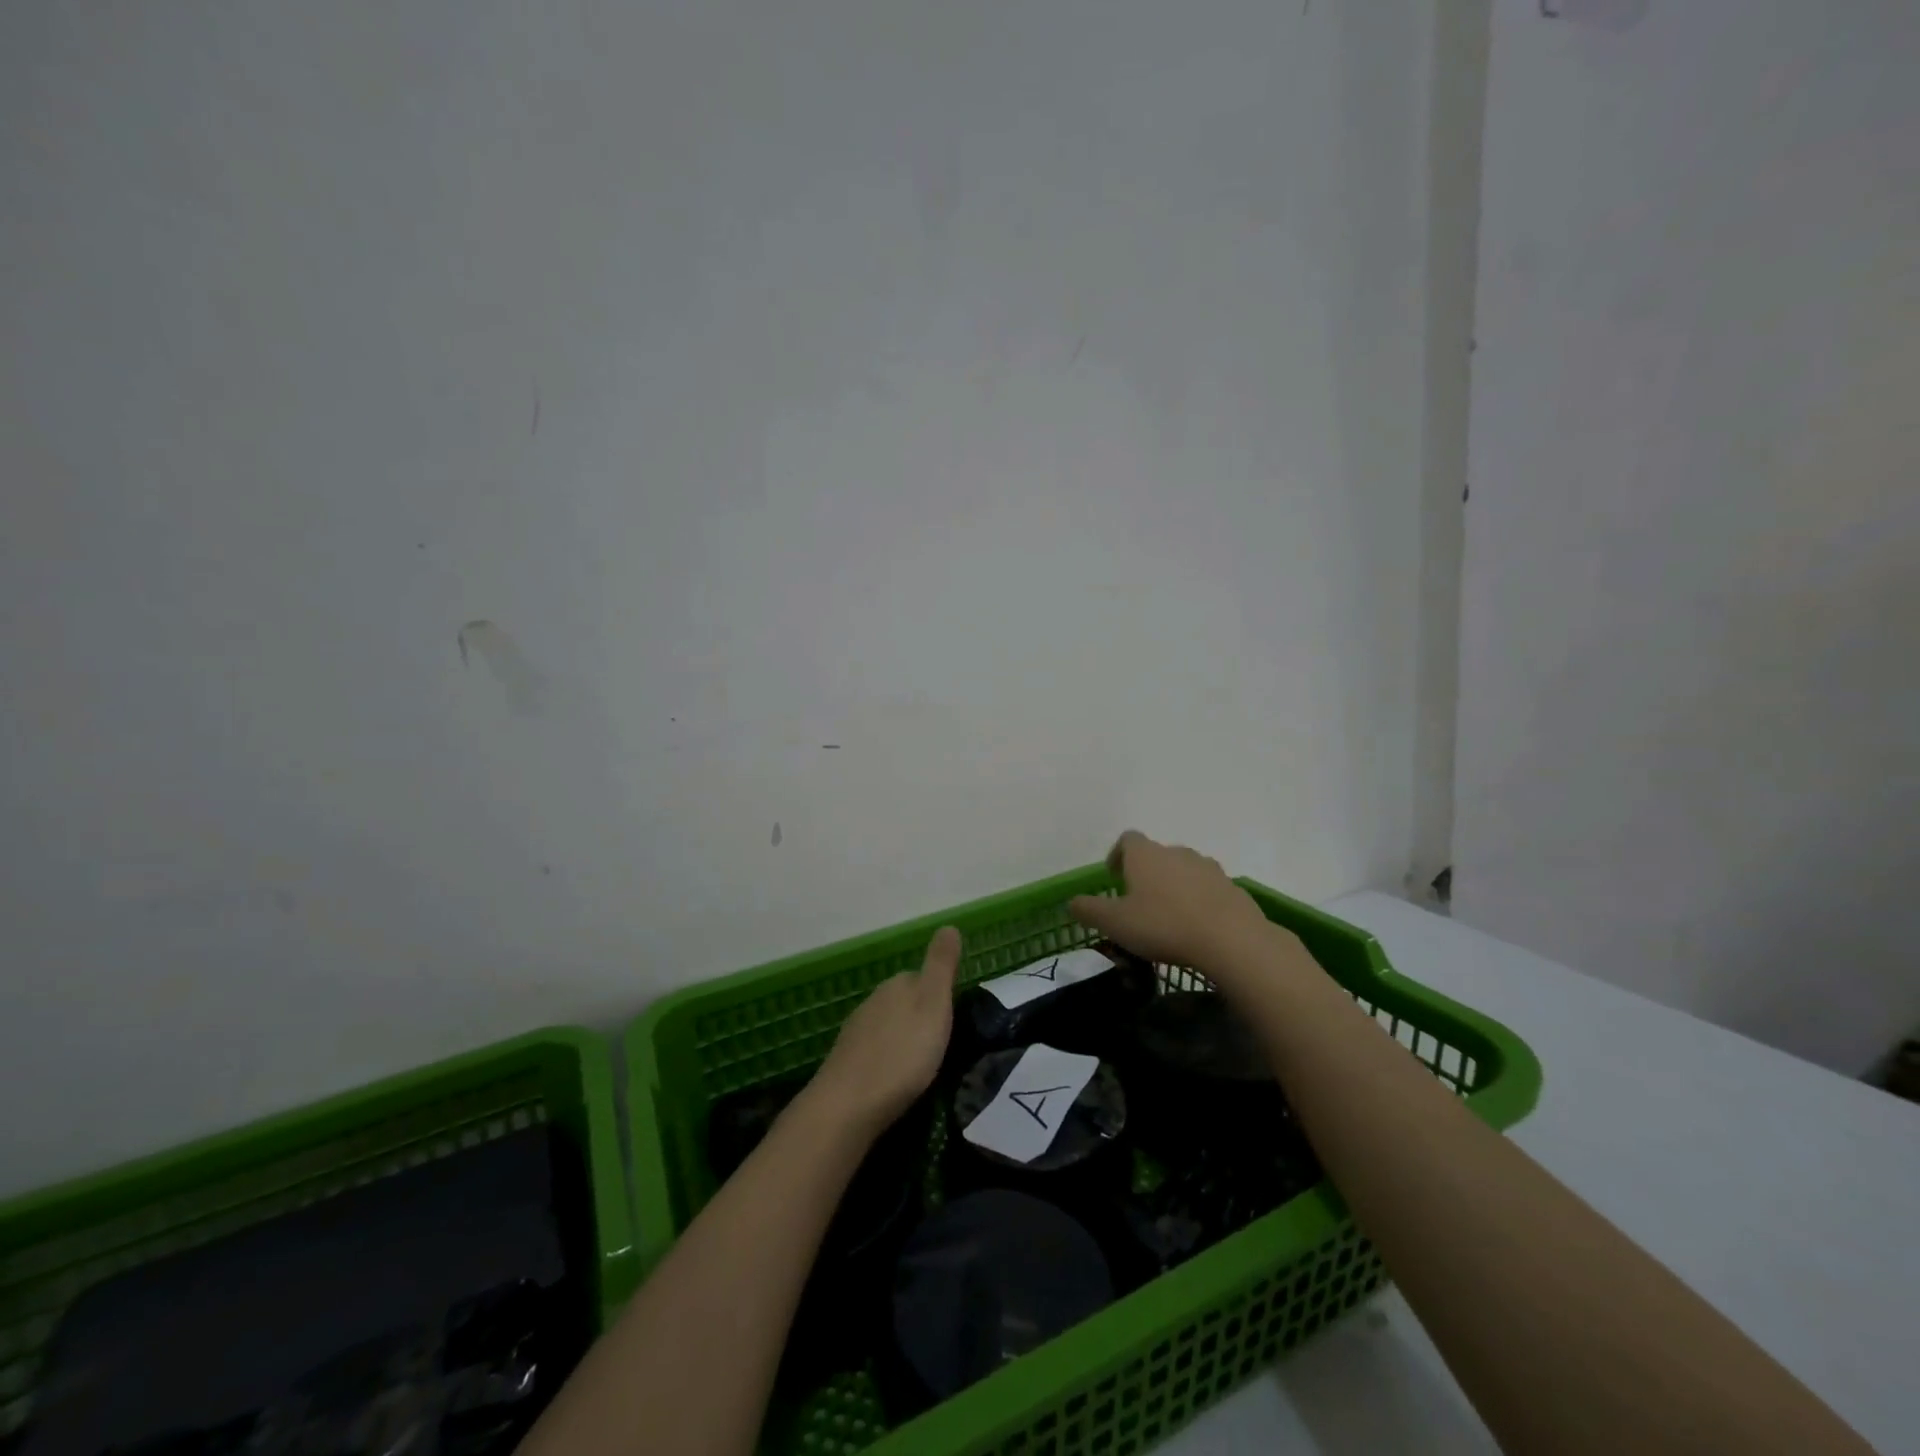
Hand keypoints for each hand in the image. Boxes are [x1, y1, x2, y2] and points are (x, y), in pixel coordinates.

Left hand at [805, 926, 960, 1137]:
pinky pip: (874, 1051)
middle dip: (919, 1015)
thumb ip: (941, 967)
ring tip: (921, 1063)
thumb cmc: (902, 1054)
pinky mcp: (846, 1061)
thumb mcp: (934, 1005)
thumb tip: (948, 925)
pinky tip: (894, 1078)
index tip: (952, 1015)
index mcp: (897, 985)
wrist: (849, 1104)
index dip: (937, 993)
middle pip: (902, 1000)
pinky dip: (886, 1058)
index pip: (920, 977)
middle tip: (941, 1041)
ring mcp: (856, 1031)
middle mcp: (873, 1000)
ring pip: (887, 1026)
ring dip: (902, 1038)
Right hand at [1068, 831, 1281, 978]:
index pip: (1127, 839)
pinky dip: (1199, 901)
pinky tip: (1197, 927)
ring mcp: (1208, 867)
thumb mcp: (1115, 923)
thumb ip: (1089, 910)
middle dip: (1146, 874)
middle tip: (1139, 902)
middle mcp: (1176, 851)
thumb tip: (1071, 902)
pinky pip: (1208, 889)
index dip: (1118, 855)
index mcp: (1146, 854)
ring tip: (1169, 916)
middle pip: (1157, 854)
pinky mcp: (1232, 887)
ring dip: (1174, 886)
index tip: (1114, 877)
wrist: (1231, 940)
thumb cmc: (1163, 925)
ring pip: (1184, 870)